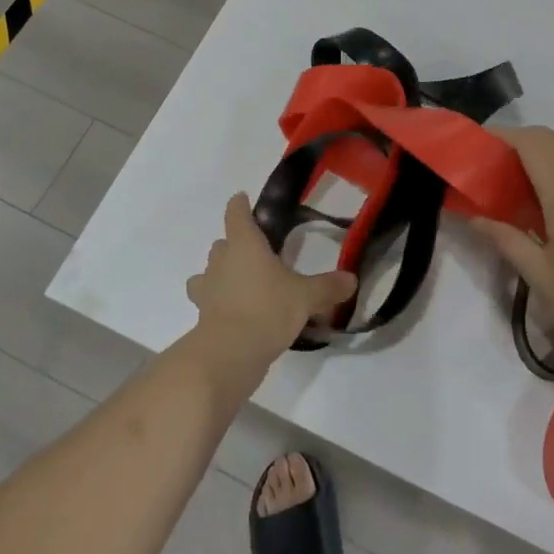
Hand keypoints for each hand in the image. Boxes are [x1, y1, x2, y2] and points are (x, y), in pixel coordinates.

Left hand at [186, 194, 357, 384]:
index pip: (236, 213)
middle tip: (256, 253)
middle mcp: (221, 260)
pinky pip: (208, 301)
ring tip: (241, 283)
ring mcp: (207, 289)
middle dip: (234, 245)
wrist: (229, 354)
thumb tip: (352, 279)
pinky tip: (235, 313)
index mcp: (244, 243)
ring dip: (220, 274)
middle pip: (222, 243)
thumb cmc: (267, 309)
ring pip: (208, 272)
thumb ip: (328, 287)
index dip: (240, 205)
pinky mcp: (202, 316)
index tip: (243, 200)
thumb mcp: (305, 297)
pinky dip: (217, 303)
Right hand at [469, 126, 553, 372]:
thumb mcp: (540, 275)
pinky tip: (551, 202)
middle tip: (490, 170)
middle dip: (516, 144)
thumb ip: (505, 239)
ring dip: (539, 155)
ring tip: (516, 186)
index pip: (529, 141)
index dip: (500, 137)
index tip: (475, 149)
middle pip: (547, 139)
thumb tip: (474, 217)